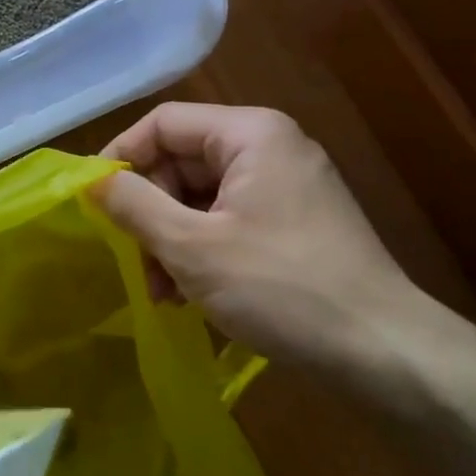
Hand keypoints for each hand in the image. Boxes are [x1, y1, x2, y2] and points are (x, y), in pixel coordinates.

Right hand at [95, 103, 425, 373]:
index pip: (163, 123)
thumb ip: (133, 205)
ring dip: (171, 240)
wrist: (384, 352)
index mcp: (250, 134)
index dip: (121, 157)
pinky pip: (228, 221)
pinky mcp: (293, 224)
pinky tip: (191, 295)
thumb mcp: (191, 246)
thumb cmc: (280, 286)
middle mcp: (270, 148)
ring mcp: (285, 187)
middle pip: (181, 161)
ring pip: (201, 197)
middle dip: (150, 213)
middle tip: (135, 263)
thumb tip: (91, 179)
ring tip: (164, 293)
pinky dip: (201, 251)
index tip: (93, 202)